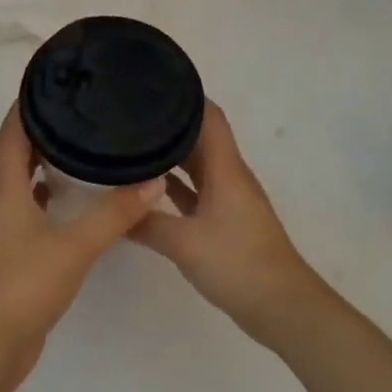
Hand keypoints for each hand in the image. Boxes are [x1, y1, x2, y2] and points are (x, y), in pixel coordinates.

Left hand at [0, 106, 164, 382]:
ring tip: (79, 149)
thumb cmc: (26, 286)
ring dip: (44, 165)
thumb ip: (116, 214)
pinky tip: (70, 201)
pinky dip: (47, 198)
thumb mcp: (76, 246)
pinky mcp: (12, 254)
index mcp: (5, 191)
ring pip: (22, 185)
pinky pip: (29, 211)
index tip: (53, 82)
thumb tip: (153, 180)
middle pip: (16, 155)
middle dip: (42, 131)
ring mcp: (3, 231)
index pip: (12, 133)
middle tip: (79, 112)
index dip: (27, 105)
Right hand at [128, 102, 322, 342]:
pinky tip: (146, 191)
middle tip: (128, 116)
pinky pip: (196, 194)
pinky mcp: (224, 223)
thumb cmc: (237, 264)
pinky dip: (174, 188)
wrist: (280, 306)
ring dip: (170, 157)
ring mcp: (228, 201)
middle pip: (199, 139)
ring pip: (196, 167)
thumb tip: (111, 209)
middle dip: (168, 125)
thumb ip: (145, 223)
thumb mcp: (184, 243)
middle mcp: (229, 177)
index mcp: (226, 170)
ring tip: (131, 146)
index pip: (209, 117)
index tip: (150, 85)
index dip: (185, 96)